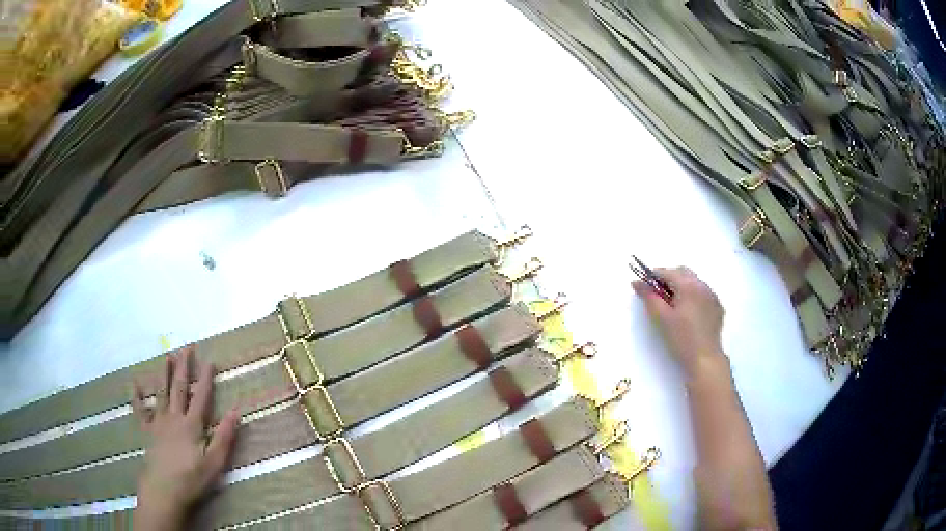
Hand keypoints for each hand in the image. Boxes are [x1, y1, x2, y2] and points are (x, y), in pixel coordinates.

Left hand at [132, 347, 238, 530]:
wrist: (164, 490)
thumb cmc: (192, 479)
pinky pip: (140, 409)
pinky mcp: (146, 430)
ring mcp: (158, 422)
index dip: (206, 378)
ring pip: (161, 392)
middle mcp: (174, 417)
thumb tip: (236, 411)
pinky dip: (137, 395)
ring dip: (164, 373)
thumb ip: (224, 437)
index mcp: (191, 425)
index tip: (210, 360)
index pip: (201, 397)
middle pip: (179, 388)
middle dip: (184, 367)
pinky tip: (135, 382)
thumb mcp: (214, 463)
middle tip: (187, 348)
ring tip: (167, 356)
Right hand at [633, 266, 726, 380]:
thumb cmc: (681, 338)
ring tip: (674, 306)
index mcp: (688, 285)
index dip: (653, 276)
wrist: (705, 358)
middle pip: (682, 272)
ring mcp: (712, 296)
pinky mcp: (718, 307)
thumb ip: (649, 297)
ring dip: (682, 286)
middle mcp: (702, 285)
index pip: (667, 272)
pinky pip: (703, 293)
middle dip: (669, 279)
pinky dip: (694, 296)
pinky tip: (689, 313)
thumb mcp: (661, 318)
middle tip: (658, 296)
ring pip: (694, 282)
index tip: (644, 286)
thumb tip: (637, 282)